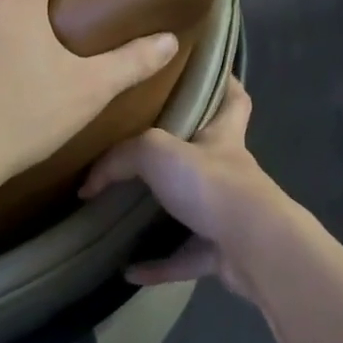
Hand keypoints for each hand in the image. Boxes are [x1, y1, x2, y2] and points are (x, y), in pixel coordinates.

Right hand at [79, 77, 289, 302]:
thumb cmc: (211, 183)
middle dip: (183, 151)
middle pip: (210, 152)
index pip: (234, 99)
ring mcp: (229, 215)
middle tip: (143, 148)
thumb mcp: (157, 151)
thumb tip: (89, 182)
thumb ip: (121, 158)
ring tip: (129, 212)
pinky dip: (159, 264)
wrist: (253, 246)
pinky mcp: (223, 253)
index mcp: (222, 137)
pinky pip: (184, 258)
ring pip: (195, 208)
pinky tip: (129, 270)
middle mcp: (229, 172)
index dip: (225, 82)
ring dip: (166, 213)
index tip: (206, 71)